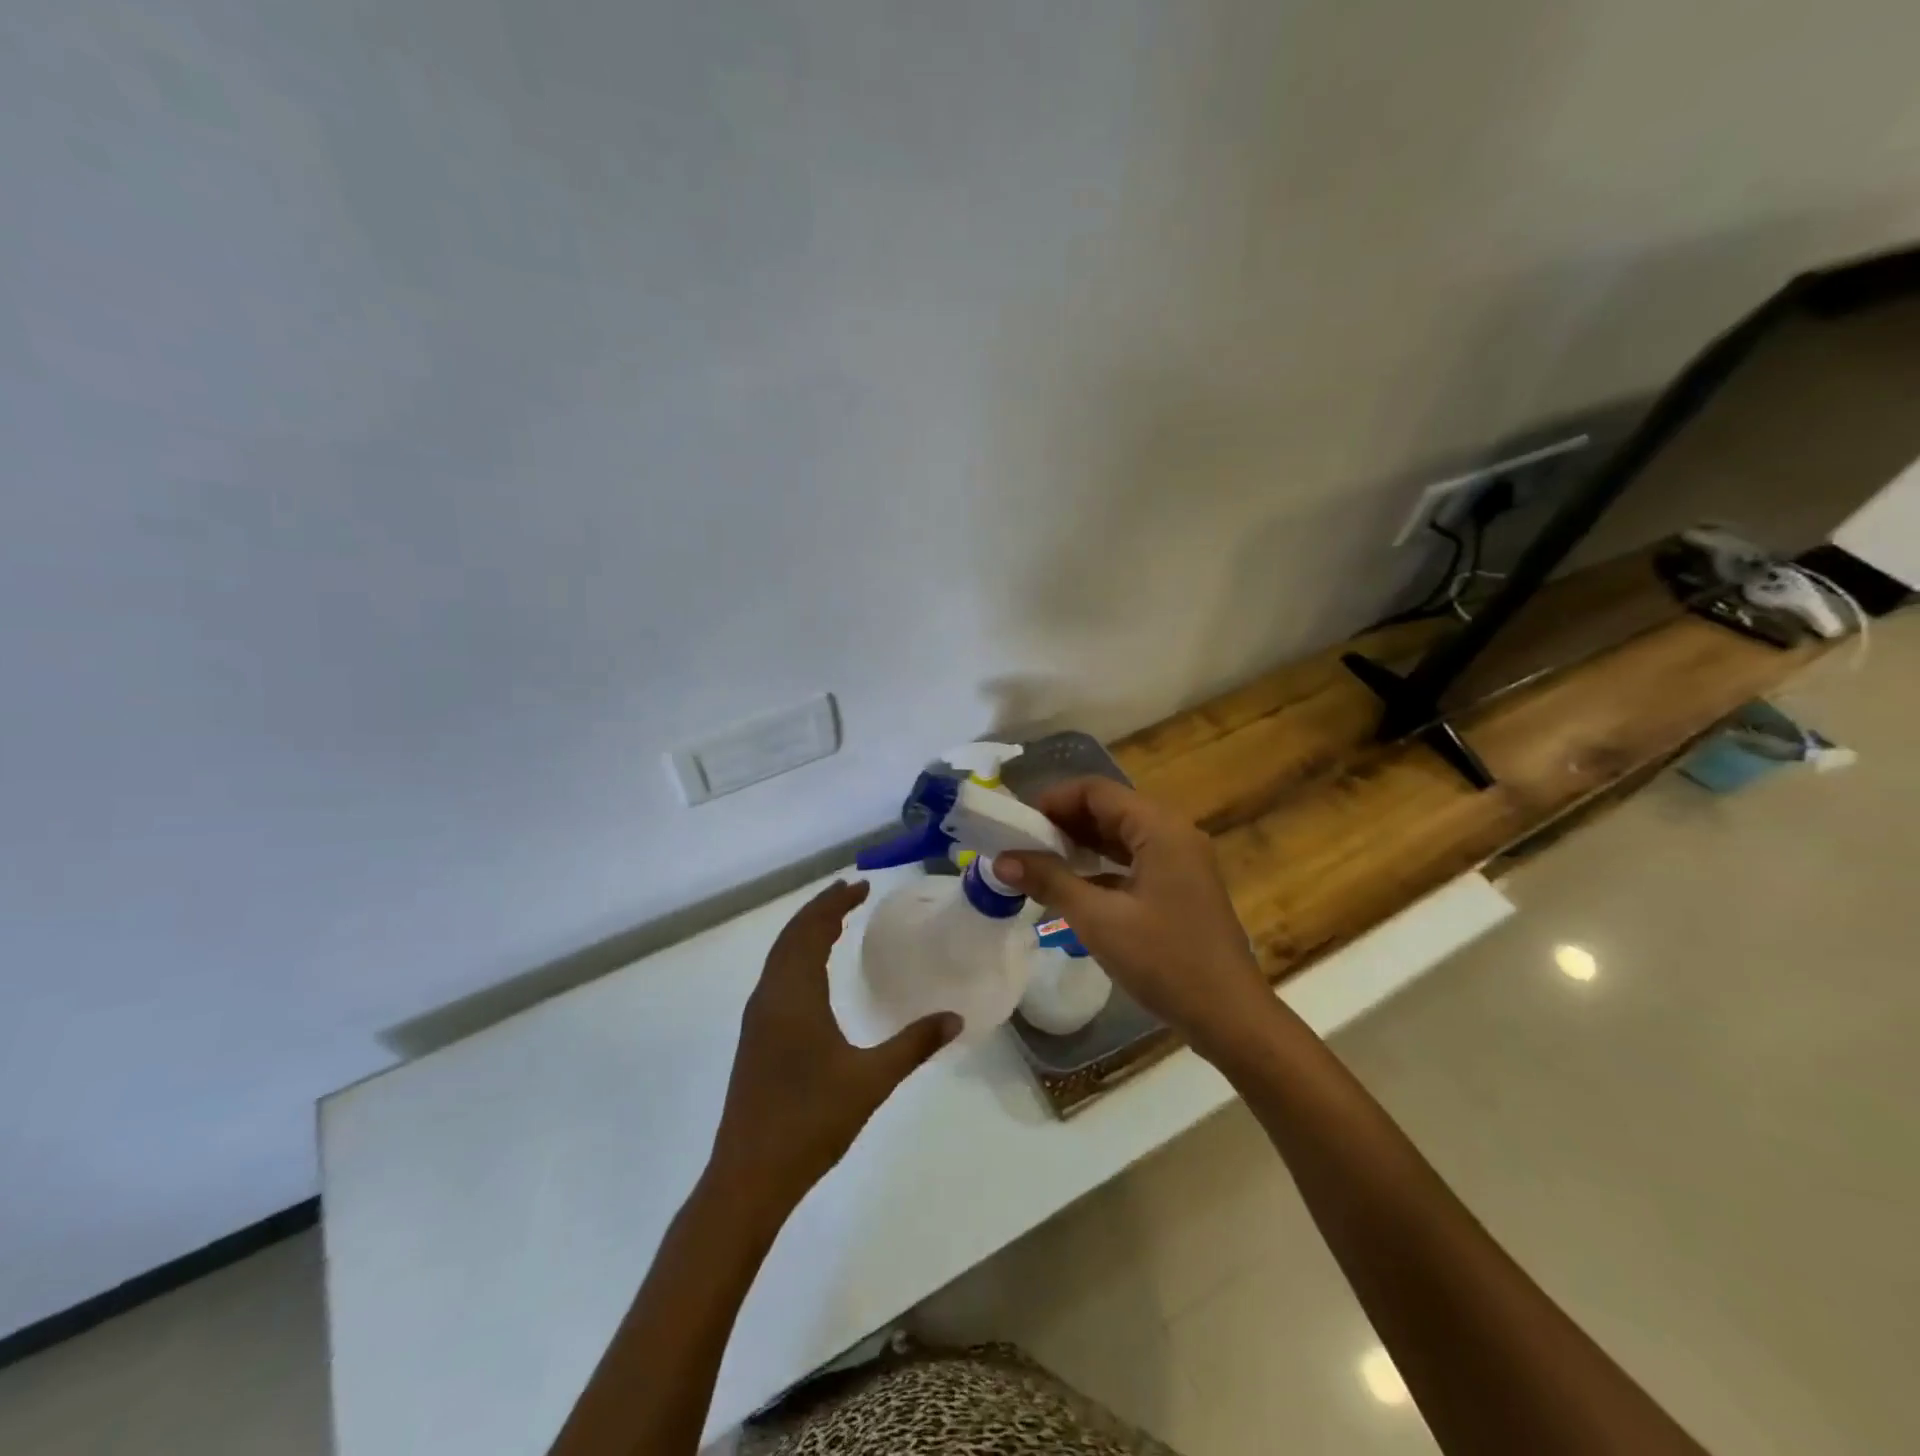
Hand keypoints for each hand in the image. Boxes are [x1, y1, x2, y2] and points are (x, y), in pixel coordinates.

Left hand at [709, 880, 958, 1212]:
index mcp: (793, 996)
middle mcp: (769, 997)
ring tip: (836, 923)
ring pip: (780, 957)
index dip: (834, 904)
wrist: (748, 1177)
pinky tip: (815, 975)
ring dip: (806, 932)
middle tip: (850, 893)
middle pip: (791, 937)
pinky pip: (776, 977)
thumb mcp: (871, 1081)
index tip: (861, 886)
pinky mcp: (755, 1039)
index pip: (811, 930)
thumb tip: (956, 1018)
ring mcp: (757, 1019)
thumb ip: (914, 1045)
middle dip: (820, 910)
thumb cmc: (810, 1122)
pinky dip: (797, 957)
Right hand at [993, 778, 1272, 1061]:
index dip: (1053, 800)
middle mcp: (1173, 833)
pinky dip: (1101, 866)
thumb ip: (1050, 880)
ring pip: (1121, 835)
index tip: (1017, 824)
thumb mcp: (1099, 919)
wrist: (1229, 1016)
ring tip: (1038, 863)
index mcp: (1160, 828)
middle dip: (1063, 822)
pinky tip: (1073, 887)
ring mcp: (1181, 861)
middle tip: (1021, 845)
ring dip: (1080, 844)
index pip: (1097, 791)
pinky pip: (1133, 860)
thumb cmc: (1165, 961)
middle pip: (1109, 809)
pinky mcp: (1180, 886)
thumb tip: (1001, 859)